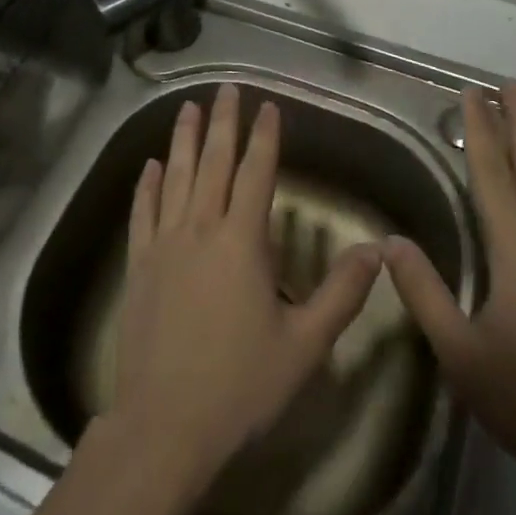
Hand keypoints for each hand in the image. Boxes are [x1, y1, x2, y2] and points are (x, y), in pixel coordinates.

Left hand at [109, 84, 382, 498]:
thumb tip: (377, 249)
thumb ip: (342, 293)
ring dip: (183, 139)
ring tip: (187, 107)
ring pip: (175, 176)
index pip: (256, 173)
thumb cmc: (240, 386)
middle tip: (226, 88)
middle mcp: (201, 228)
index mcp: (242, 241)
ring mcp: (164, 244)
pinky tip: (150, 164)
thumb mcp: (305, 346)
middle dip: (223, 121)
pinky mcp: (139, 264)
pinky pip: (142, 212)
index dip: (265, 137)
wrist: (165, 426)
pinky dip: (147, 184)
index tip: (269, 106)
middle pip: (213, 162)